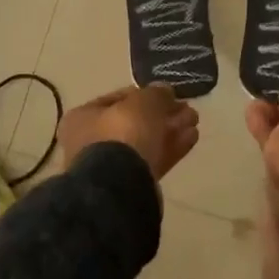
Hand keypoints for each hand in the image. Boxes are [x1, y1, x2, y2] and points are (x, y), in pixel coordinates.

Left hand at [59, 84, 199, 181]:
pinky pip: (151, 161)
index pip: (117, 99)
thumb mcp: (143, 103)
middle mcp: (91, 141)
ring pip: (145, 142)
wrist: (119, 188)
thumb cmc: (123, 134)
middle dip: (162, 114)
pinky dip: (171, 148)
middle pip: (133, 122)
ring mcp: (110, 167)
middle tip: (187, 109)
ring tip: (194, 121)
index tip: (168, 93)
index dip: (144, 93)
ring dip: (170, 130)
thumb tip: (164, 90)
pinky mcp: (129, 185)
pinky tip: (192, 137)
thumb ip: (155, 94)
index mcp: (83, 118)